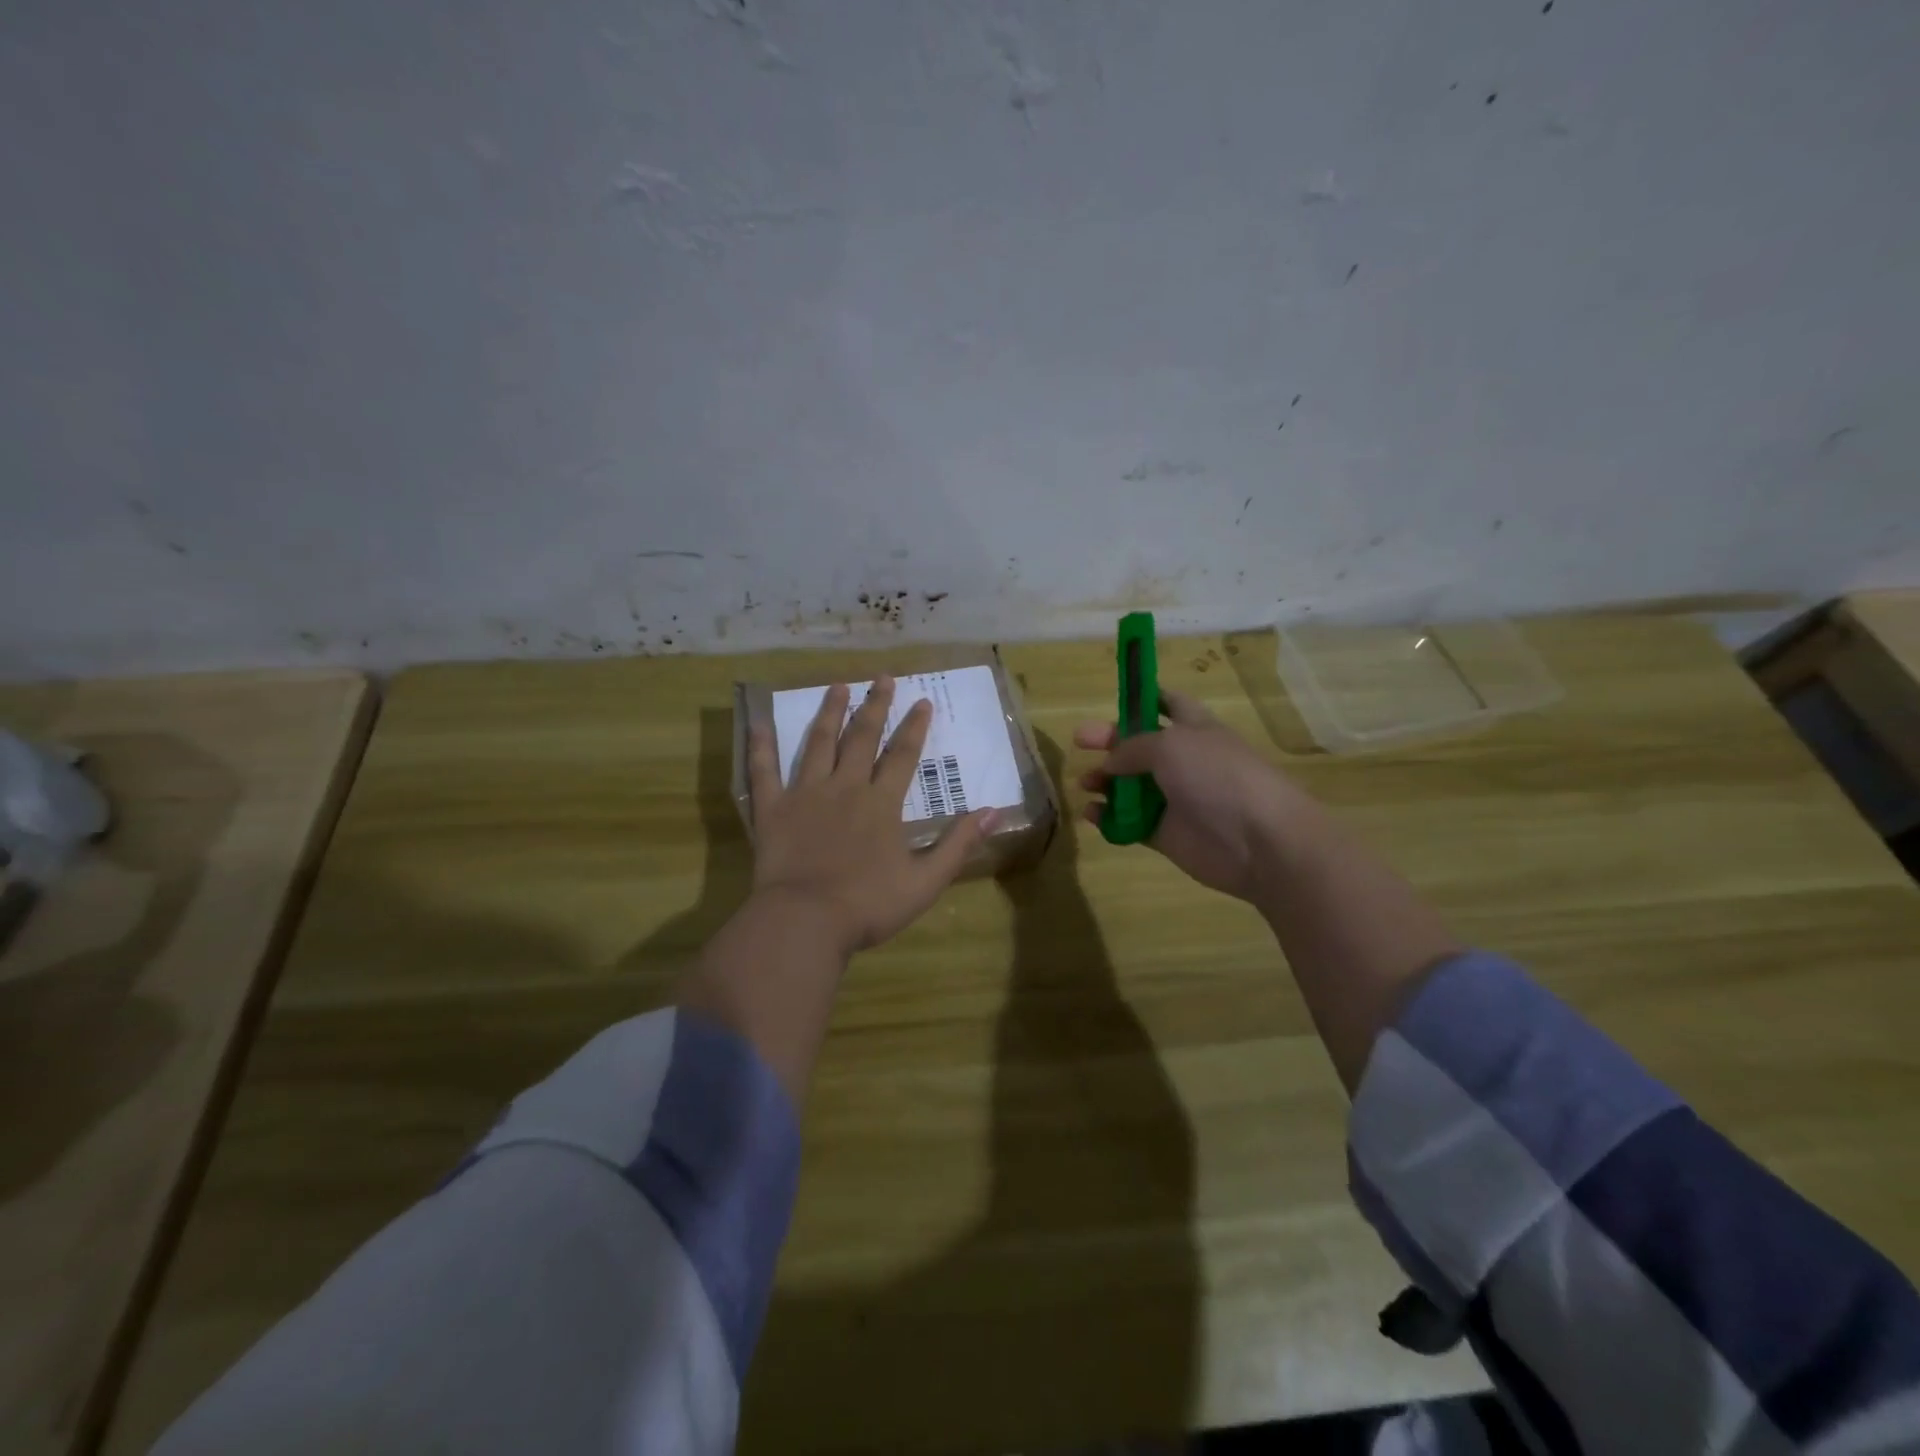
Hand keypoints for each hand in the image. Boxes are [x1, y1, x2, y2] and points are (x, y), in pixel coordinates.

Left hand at [748, 676, 996, 954]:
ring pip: (818, 743)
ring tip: (837, 686)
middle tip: (883, 678)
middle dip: (876, 706)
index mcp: (882, 803)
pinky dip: (761, 745)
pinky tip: (759, 721)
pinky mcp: (773, 808)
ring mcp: (805, 794)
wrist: (806, 921)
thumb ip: (959, 844)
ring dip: (829, 712)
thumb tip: (995, 812)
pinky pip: (764, 770)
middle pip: (862, 738)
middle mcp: (845, 787)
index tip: (923, 701)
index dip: (915, 727)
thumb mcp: (926, 881)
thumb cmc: (868, 905)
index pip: (903, 755)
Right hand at [1075, 688, 1311, 901]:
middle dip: (1109, 742)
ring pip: (1130, 786)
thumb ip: (1131, 748)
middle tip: (1079, 743)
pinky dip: (1108, 819)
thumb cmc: (1217, 776)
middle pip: (1139, 747)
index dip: (1143, 698)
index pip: (1167, 703)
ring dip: (1104, 782)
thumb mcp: (1170, 746)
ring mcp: (1174, 799)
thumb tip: (1110, 763)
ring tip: (1085, 784)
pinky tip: (1091, 815)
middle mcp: (1183, 761)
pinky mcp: (1166, 834)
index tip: (1114, 699)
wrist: (1259, 840)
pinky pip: (1129, 823)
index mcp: (1193, 729)